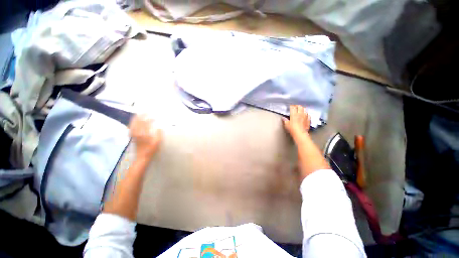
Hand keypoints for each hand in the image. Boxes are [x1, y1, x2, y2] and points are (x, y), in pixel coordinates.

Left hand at [129, 114, 161, 159]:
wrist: (142, 157)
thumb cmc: (151, 150)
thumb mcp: (157, 142)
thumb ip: (159, 134)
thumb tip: (159, 127)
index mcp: (143, 133)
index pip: (146, 123)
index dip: (150, 118)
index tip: (154, 116)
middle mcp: (137, 132)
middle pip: (138, 121)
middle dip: (141, 116)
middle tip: (145, 111)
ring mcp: (133, 134)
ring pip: (133, 124)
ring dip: (136, 118)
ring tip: (139, 114)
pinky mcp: (132, 137)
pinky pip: (131, 127)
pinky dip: (132, 123)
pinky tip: (134, 122)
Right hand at [283, 105, 310, 139]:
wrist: (300, 134)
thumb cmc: (292, 129)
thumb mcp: (287, 125)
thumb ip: (285, 120)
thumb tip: (283, 118)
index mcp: (294, 114)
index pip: (293, 107)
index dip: (291, 106)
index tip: (290, 106)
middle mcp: (300, 114)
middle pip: (300, 107)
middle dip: (297, 106)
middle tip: (295, 106)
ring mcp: (305, 117)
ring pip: (305, 110)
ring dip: (302, 109)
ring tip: (301, 109)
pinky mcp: (308, 120)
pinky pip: (308, 115)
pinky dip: (306, 114)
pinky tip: (306, 115)